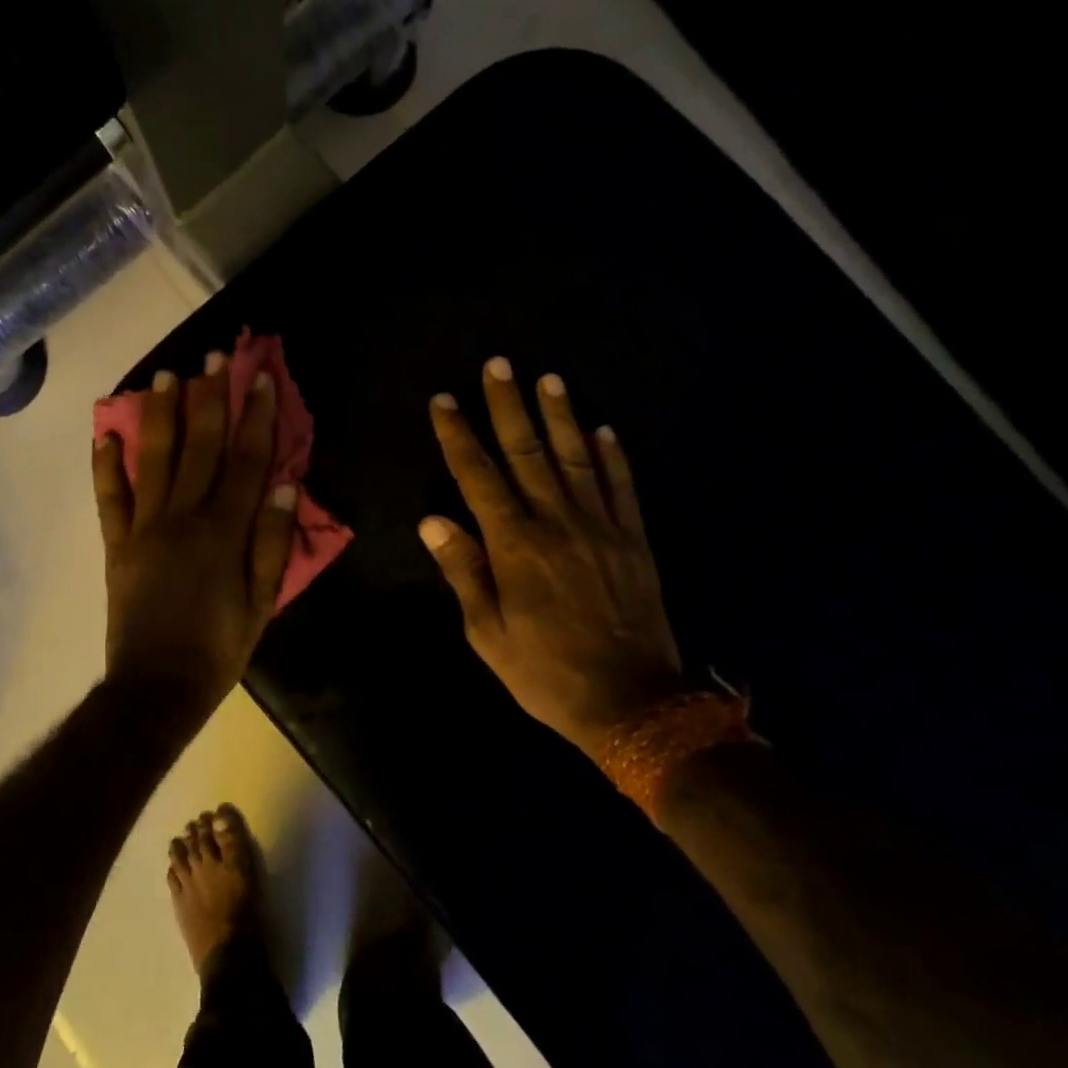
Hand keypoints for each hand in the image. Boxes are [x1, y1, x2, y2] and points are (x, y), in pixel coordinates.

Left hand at [94, 352, 297, 729]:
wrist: (156, 687)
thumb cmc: (219, 649)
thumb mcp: (263, 604)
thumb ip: (272, 544)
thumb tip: (284, 486)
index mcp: (223, 533)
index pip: (246, 461)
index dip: (256, 417)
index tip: (261, 378)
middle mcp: (182, 518)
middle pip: (199, 447)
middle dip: (209, 398)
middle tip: (212, 356)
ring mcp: (143, 529)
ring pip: (152, 460)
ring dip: (159, 414)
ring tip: (166, 375)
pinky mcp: (116, 545)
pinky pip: (109, 499)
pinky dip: (105, 465)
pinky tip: (105, 433)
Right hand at [421, 358, 684, 755]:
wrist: (633, 702)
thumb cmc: (545, 672)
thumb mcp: (487, 633)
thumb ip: (464, 571)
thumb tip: (433, 520)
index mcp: (515, 546)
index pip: (479, 476)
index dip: (459, 436)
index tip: (444, 401)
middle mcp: (558, 523)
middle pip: (528, 452)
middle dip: (508, 406)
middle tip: (497, 365)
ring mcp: (602, 527)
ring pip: (577, 458)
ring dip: (560, 416)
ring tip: (548, 379)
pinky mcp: (634, 540)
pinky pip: (622, 487)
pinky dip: (613, 456)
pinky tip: (604, 430)